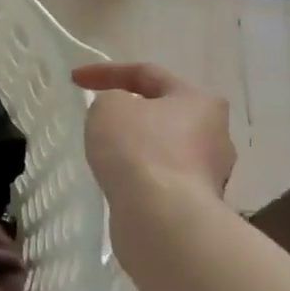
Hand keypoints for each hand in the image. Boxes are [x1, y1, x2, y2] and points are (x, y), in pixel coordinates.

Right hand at [72, 61, 234, 200]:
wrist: (162, 219)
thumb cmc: (138, 150)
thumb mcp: (109, 108)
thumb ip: (110, 100)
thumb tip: (121, 115)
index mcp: (199, 101)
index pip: (147, 74)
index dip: (106, 71)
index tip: (74, 79)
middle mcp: (215, 134)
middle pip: (164, 113)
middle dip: (131, 113)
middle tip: (98, 119)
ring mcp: (209, 174)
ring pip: (164, 149)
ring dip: (136, 147)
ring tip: (105, 154)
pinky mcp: (196, 205)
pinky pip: (161, 179)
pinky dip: (140, 176)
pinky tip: (119, 182)